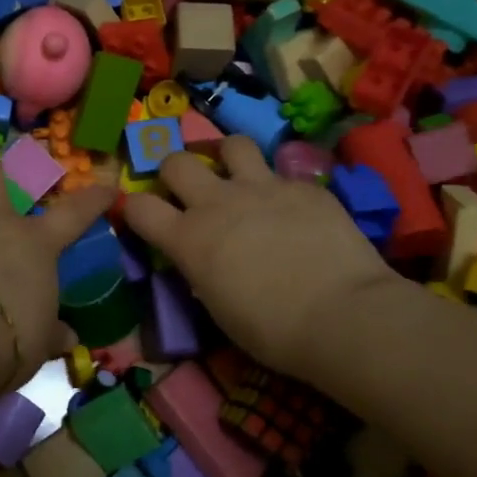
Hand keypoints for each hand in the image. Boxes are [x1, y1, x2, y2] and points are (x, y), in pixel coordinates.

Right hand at [120, 134, 397, 378]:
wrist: (343, 316)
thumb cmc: (273, 331)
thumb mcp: (219, 307)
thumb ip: (203, 271)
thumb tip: (205, 261)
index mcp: (188, 239)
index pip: (138, 207)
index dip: (133, 208)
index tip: (142, 217)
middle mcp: (217, 202)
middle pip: (176, 161)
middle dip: (175, 171)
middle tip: (189, 189)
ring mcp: (263, 187)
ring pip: (232, 145)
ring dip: (228, 157)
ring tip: (238, 175)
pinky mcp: (304, 186)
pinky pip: (283, 174)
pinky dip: (281, 188)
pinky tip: (295, 210)